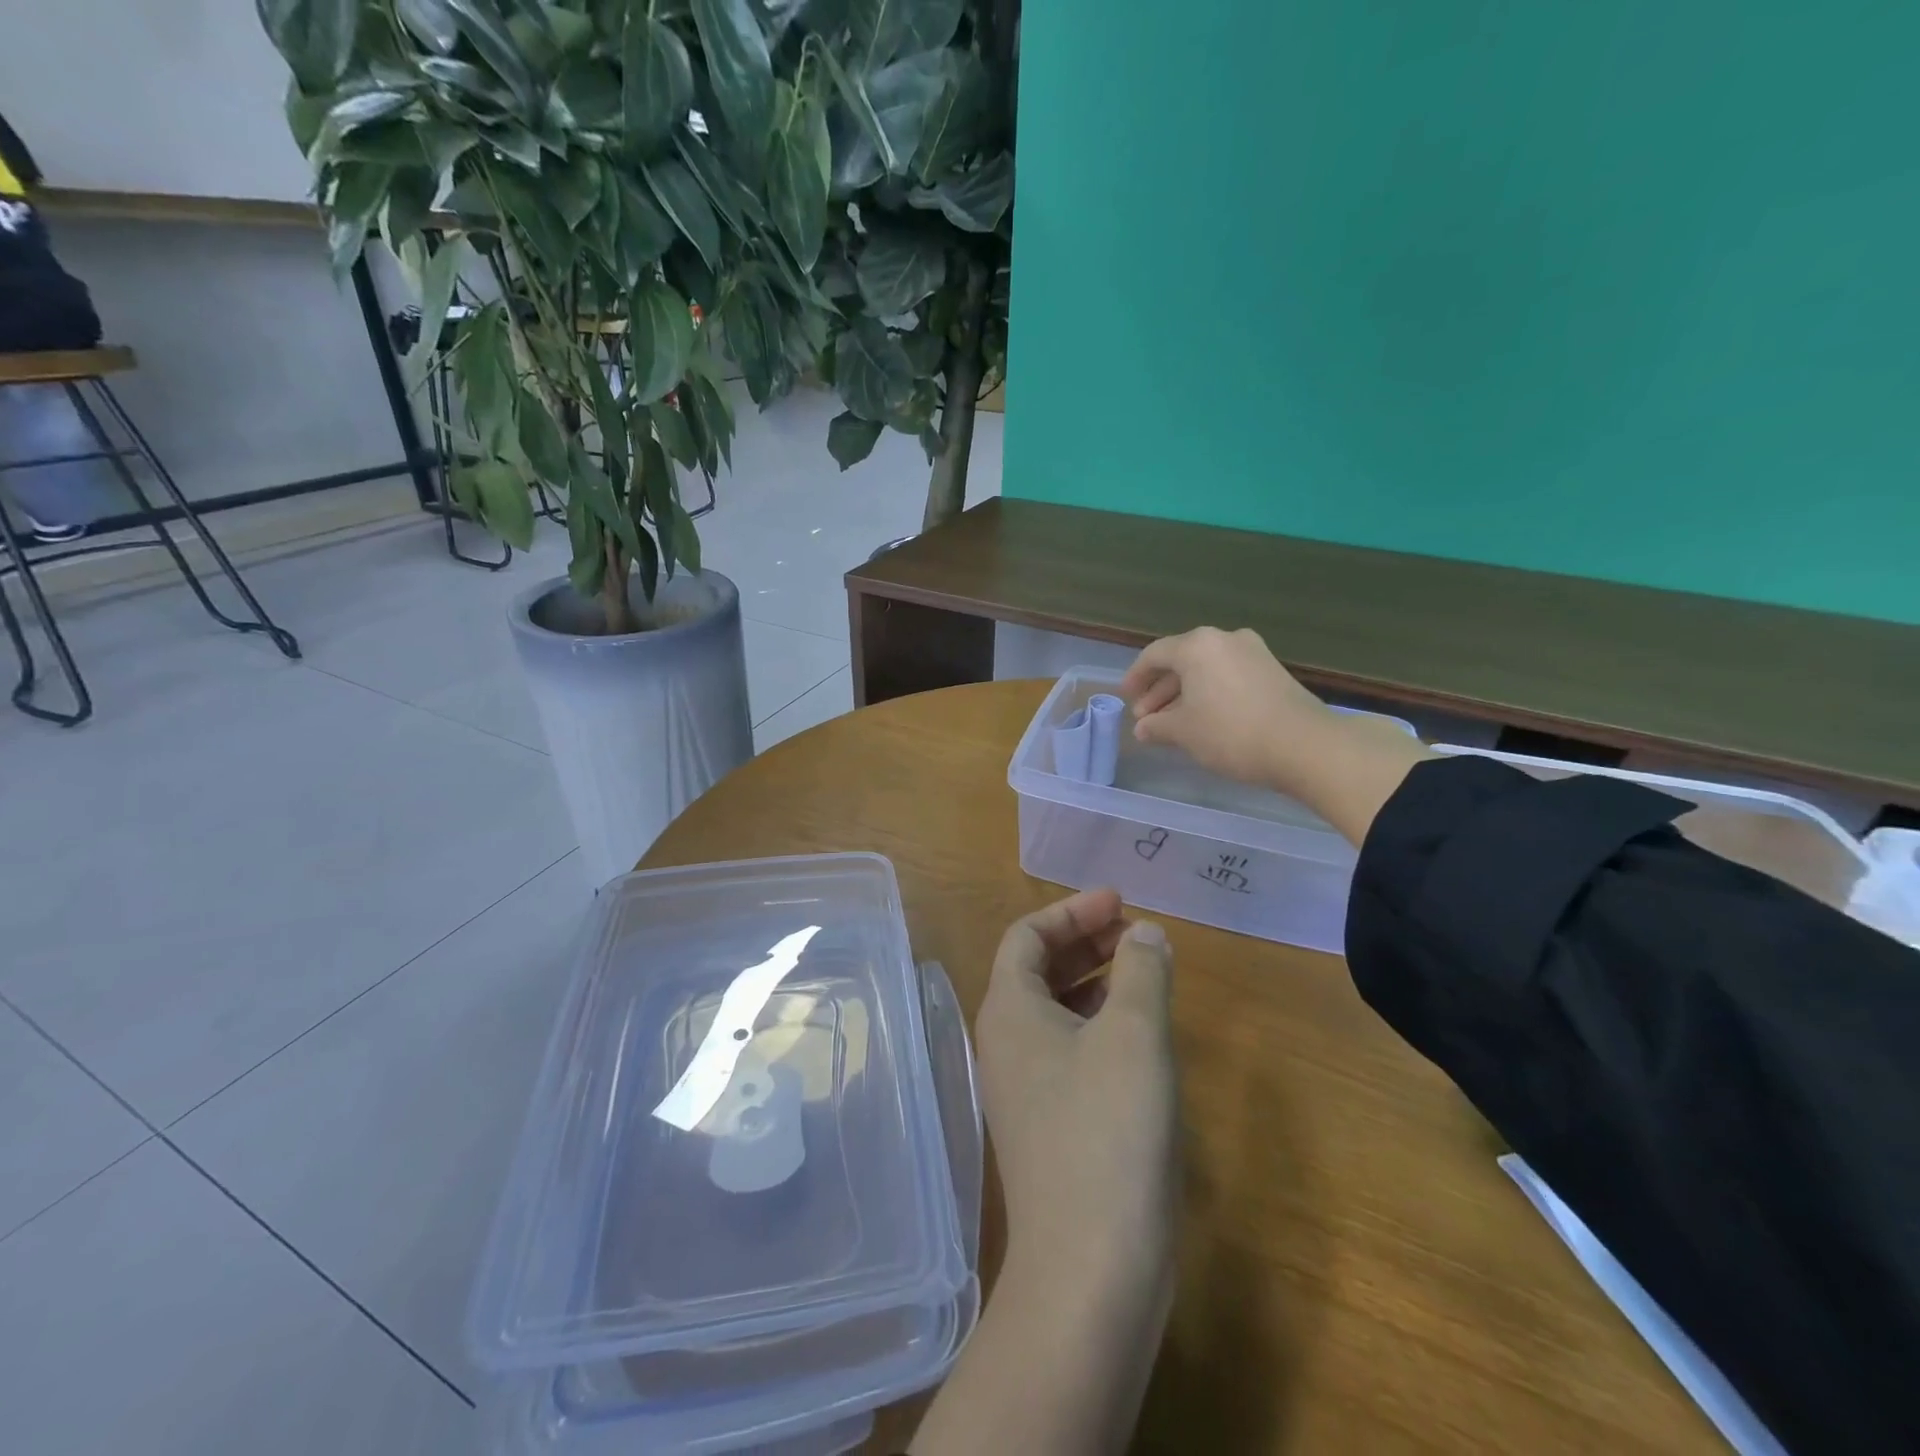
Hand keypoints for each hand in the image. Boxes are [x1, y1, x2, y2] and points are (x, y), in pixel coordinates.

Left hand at [976, 889, 1179, 1286]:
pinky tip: (1137, 1035)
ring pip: (1054, 1010)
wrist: (1090, 1269)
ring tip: (1142, 971)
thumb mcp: (1134, 1034)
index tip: (1120, 902)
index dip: (1072, 912)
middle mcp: (1005, 1042)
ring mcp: (1023, 1087)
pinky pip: (1067, 1049)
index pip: (1027, 936)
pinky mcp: (1047, 1123)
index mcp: (1009, 1009)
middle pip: (1037, 969)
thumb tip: (1145, 934)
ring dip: (1095, 982)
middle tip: (1135, 931)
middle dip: (1085, 942)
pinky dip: (1098, 1025)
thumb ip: (1141, 971)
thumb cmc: (1109, 1130)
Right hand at [1121, 626, 1334, 791]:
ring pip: (1205, 670)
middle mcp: (1224, 639)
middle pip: (1181, 661)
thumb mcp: (1184, 732)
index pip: (1154, 655)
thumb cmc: (1231, 732)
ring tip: (1171, 724)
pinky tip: (1203, 720)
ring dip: (1184, 694)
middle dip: (1159, 691)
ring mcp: (1252, 652)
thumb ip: (1157, 726)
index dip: (1135, 678)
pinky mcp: (1272, 671)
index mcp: (1197, 646)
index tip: (1125, 698)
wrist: (1304, 745)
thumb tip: (1143, 728)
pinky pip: (1227, 677)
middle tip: (1146, 718)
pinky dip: (1209, 694)